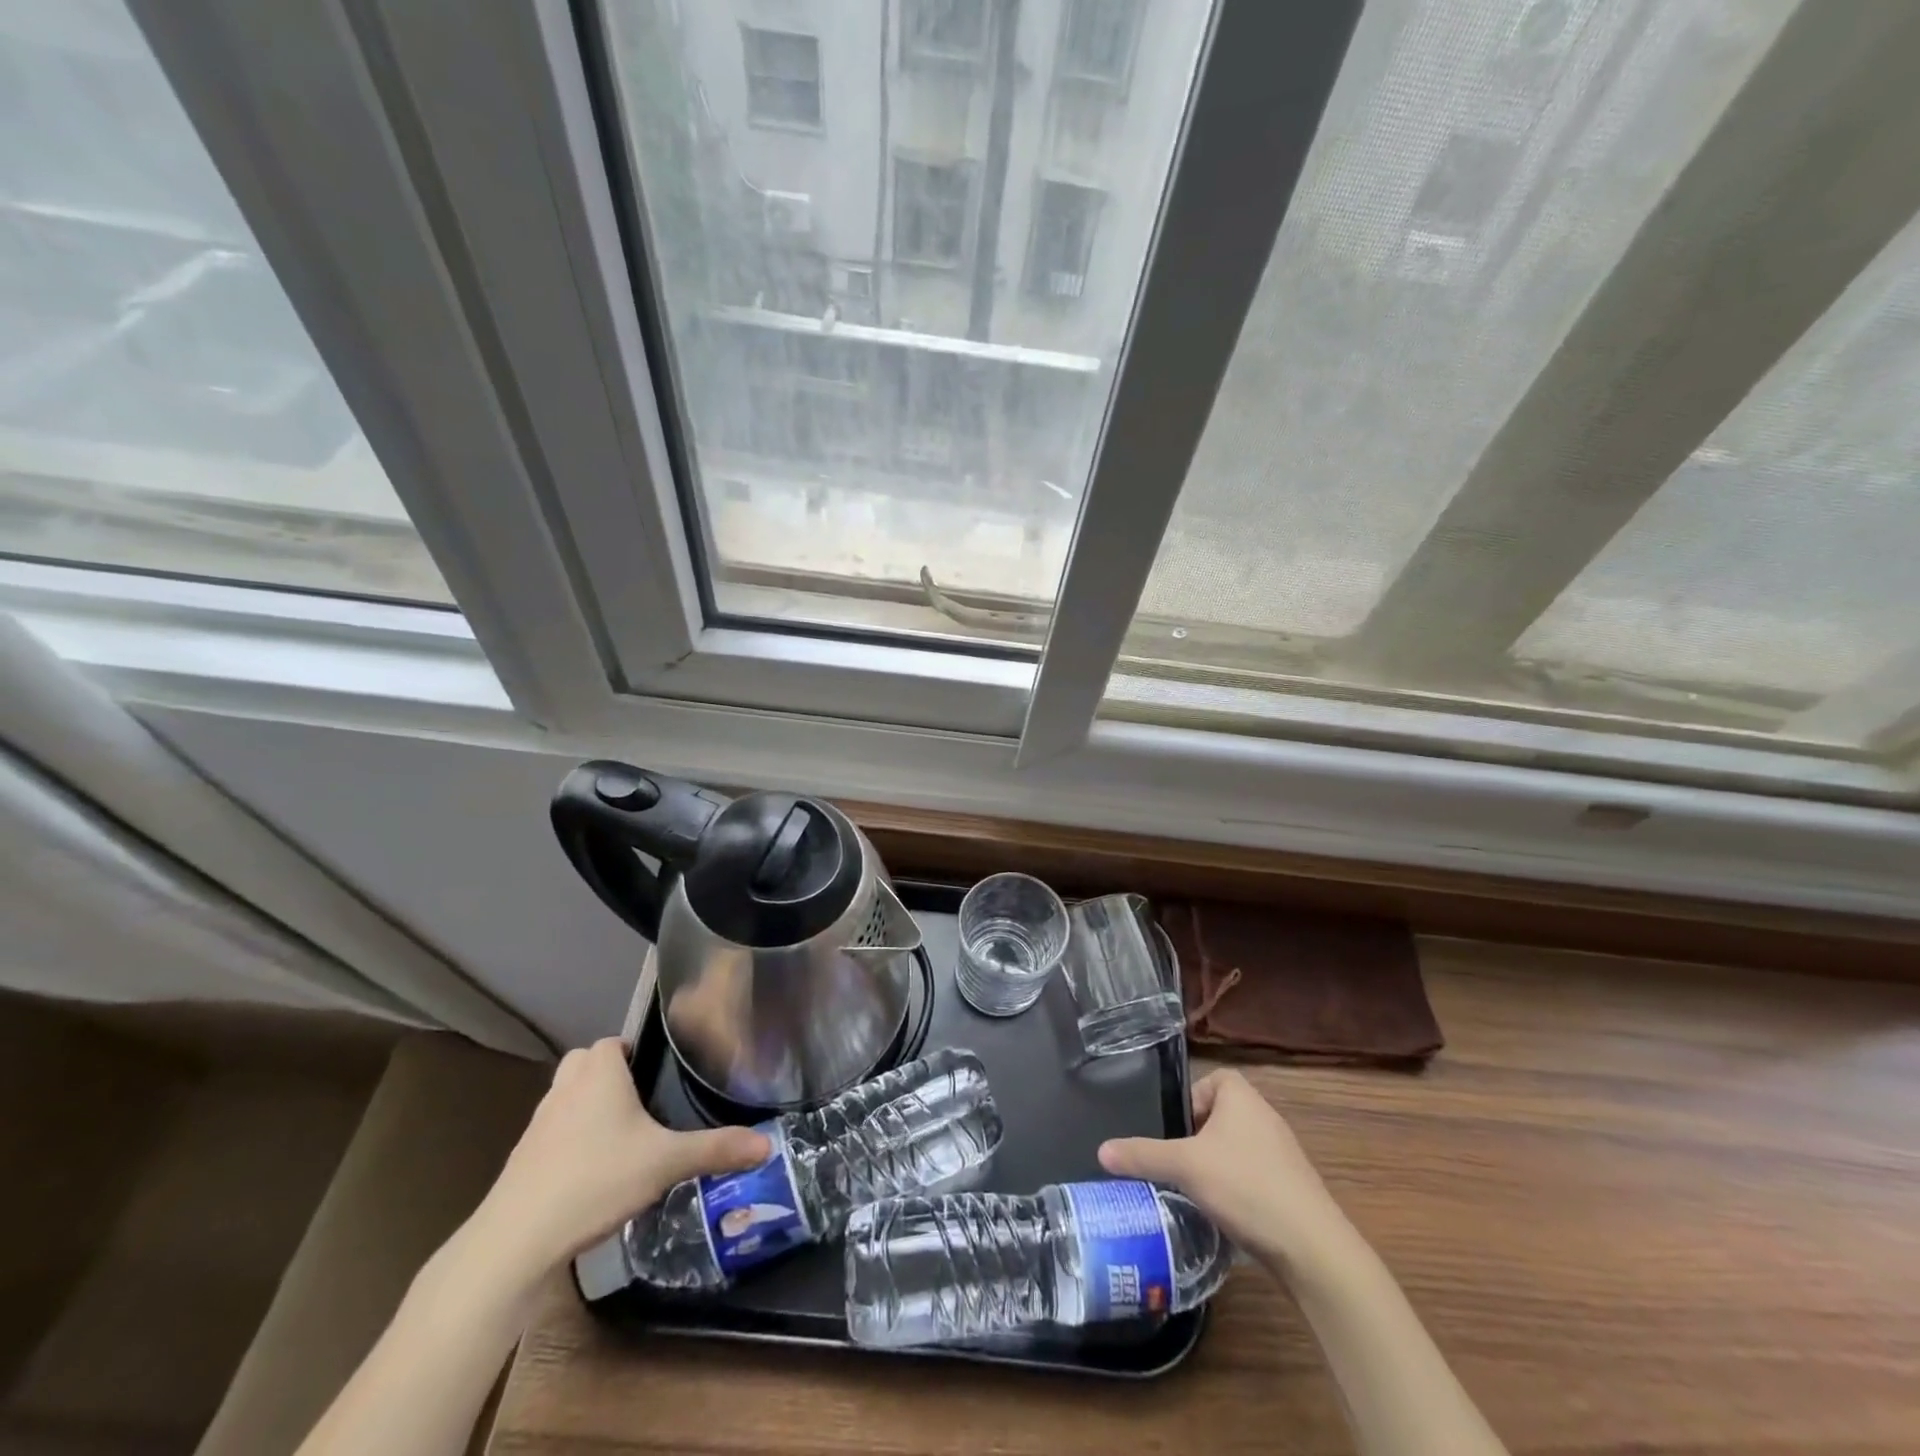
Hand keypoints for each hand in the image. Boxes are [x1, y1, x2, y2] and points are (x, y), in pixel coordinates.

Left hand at [466, 1038, 768, 1288]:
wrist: (516, 1241)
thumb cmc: (596, 1180)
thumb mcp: (666, 1163)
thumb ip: (717, 1149)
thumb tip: (767, 1145)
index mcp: (599, 1073)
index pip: (614, 1042)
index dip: (634, 1053)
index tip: (657, 1075)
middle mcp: (565, 1087)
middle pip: (586, 1064)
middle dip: (609, 1076)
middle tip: (640, 1103)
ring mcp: (538, 1123)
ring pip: (566, 1098)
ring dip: (587, 1108)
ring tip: (620, 1138)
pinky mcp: (521, 1159)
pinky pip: (552, 1134)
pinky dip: (569, 1143)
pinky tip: (591, 1174)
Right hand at [1098, 1069, 1348, 1273]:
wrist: (1312, 1247)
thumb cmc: (1245, 1186)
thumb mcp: (1185, 1167)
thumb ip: (1142, 1155)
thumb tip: (1101, 1150)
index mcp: (1242, 1096)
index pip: (1211, 1080)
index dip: (1190, 1101)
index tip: (1175, 1131)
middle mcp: (1265, 1116)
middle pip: (1221, 1115)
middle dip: (1198, 1138)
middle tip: (1177, 1162)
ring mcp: (1283, 1153)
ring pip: (1237, 1148)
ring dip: (1216, 1165)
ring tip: (1195, 1190)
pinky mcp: (1292, 1188)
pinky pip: (1254, 1175)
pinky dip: (1237, 1189)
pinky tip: (1224, 1213)